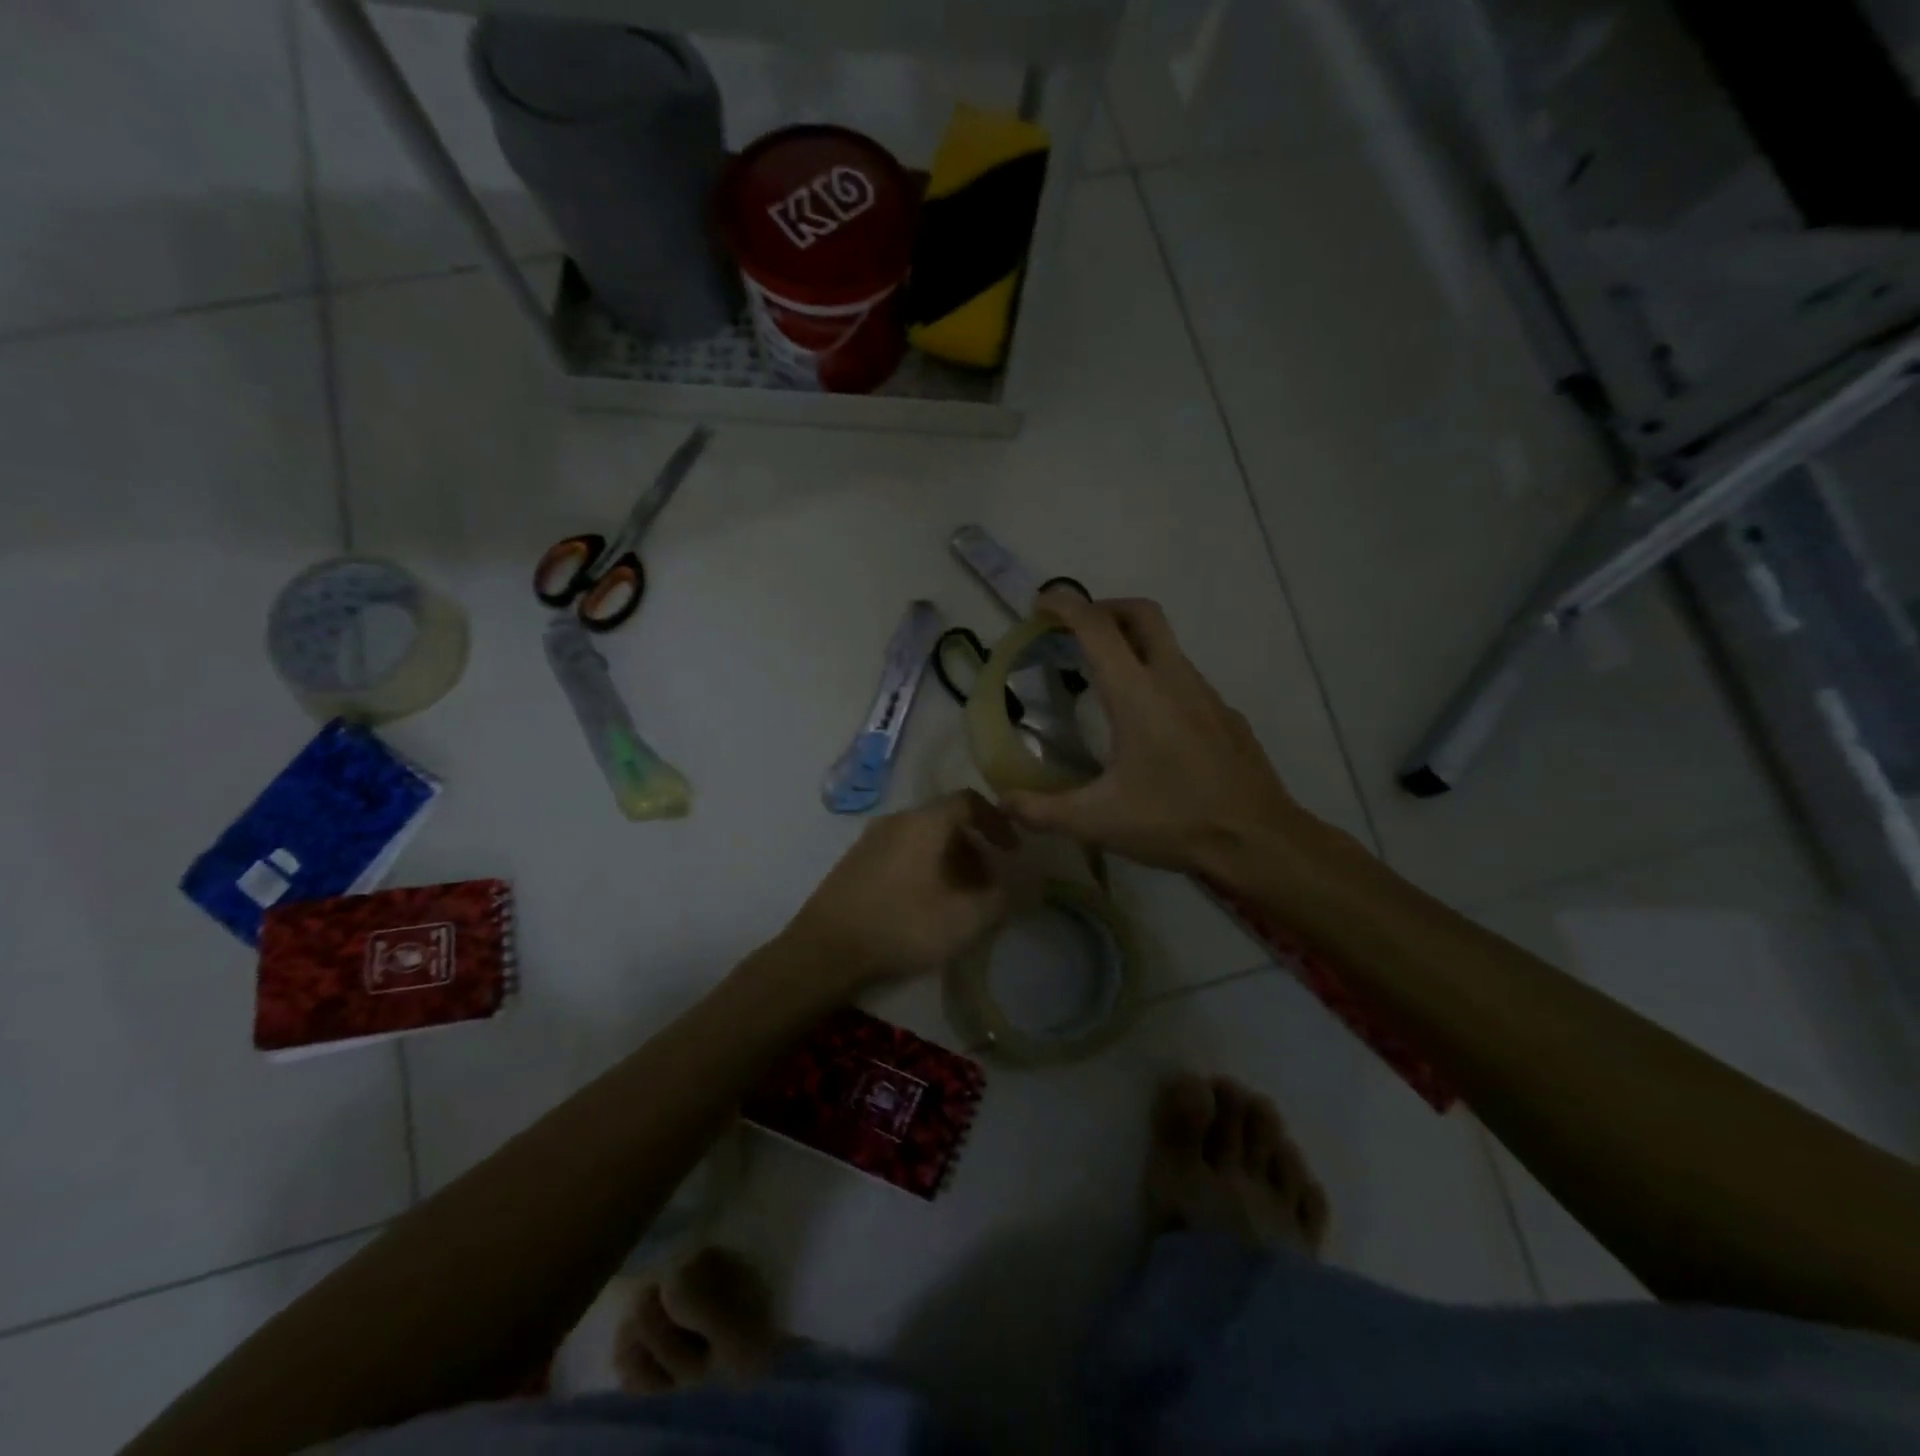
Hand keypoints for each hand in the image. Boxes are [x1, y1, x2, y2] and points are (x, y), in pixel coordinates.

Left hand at [781, 790, 1017, 990]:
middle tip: (988, 883)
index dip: (997, 821)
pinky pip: (901, 854)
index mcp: (924, 822)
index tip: (1012, 850)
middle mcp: (896, 820)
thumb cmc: (901, 925)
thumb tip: (1018, 888)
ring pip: (922, 840)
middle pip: (945, 821)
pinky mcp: (854, 864)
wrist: (825, 950)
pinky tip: (924, 906)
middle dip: (974, 848)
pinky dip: (924, 870)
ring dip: (949, 862)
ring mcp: (870, 841)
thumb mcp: (964, 918)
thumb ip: (999, 900)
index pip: (969, 800)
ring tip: (960, 899)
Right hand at [1000, 594, 1314, 878]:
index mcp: (1137, 695)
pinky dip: (1157, 678)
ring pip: (1166, 645)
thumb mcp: (1097, 822)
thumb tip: (1003, 802)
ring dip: (1132, 644)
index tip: (1041, 604)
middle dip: (1104, 608)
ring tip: (1104, 681)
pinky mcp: (1225, 715)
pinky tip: (1149, 726)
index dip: (1066, 606)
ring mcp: (1206, 695)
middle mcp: (1173, 680)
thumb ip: (1042, 811)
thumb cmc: (1175, 822)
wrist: (1259, 840)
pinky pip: (1184, 679)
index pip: (1097, 628)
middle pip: (1141, 614)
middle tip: (1075, 630)